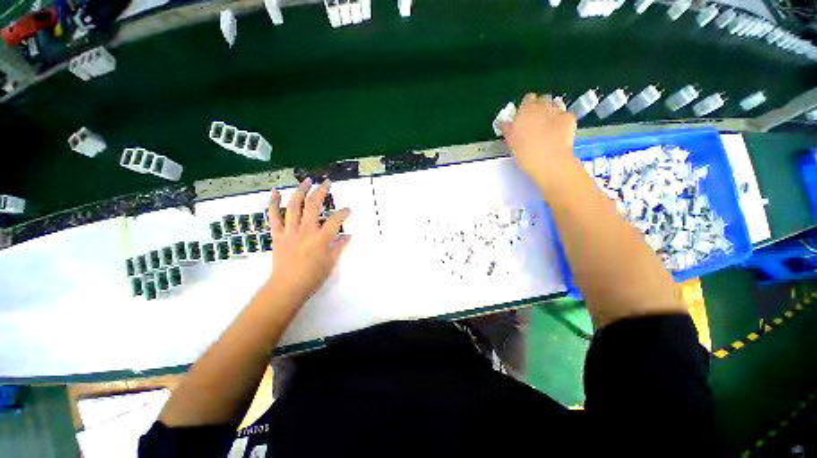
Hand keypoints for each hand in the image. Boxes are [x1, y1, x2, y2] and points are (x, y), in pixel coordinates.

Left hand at [266, 178, 350, 303]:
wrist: (286, 288)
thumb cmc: (312, 277)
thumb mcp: (331, 263)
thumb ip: (339, 247)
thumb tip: (347, 236)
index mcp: (320, 239)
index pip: (334, 221)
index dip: (343, 213)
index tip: (348, 209)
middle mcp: (305, 231)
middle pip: (313, 206)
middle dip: (321, 191)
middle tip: (327, 182)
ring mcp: (289, 231)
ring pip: (294, 206)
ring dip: (300, 191)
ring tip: (307, 180)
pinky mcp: (278, 235)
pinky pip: (274, 216)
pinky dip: (273, 203)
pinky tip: (275, 191)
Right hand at [498, 93, 576, 177]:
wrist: (550, 161)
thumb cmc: (525, 153)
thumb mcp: (511, 142)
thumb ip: (507, 129)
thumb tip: (504, 124)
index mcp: (526, 110)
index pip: (527, 99)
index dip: (525, 107)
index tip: (523, 117)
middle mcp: (543, 106)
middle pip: (542, 100)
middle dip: (539, 108)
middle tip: (535, 122)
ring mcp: (558, 111)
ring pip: (554, 105)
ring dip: (551, 112)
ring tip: (547, 127)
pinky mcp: (570, 119)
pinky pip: (565, 115)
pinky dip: (562, 121)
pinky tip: (558, 132)